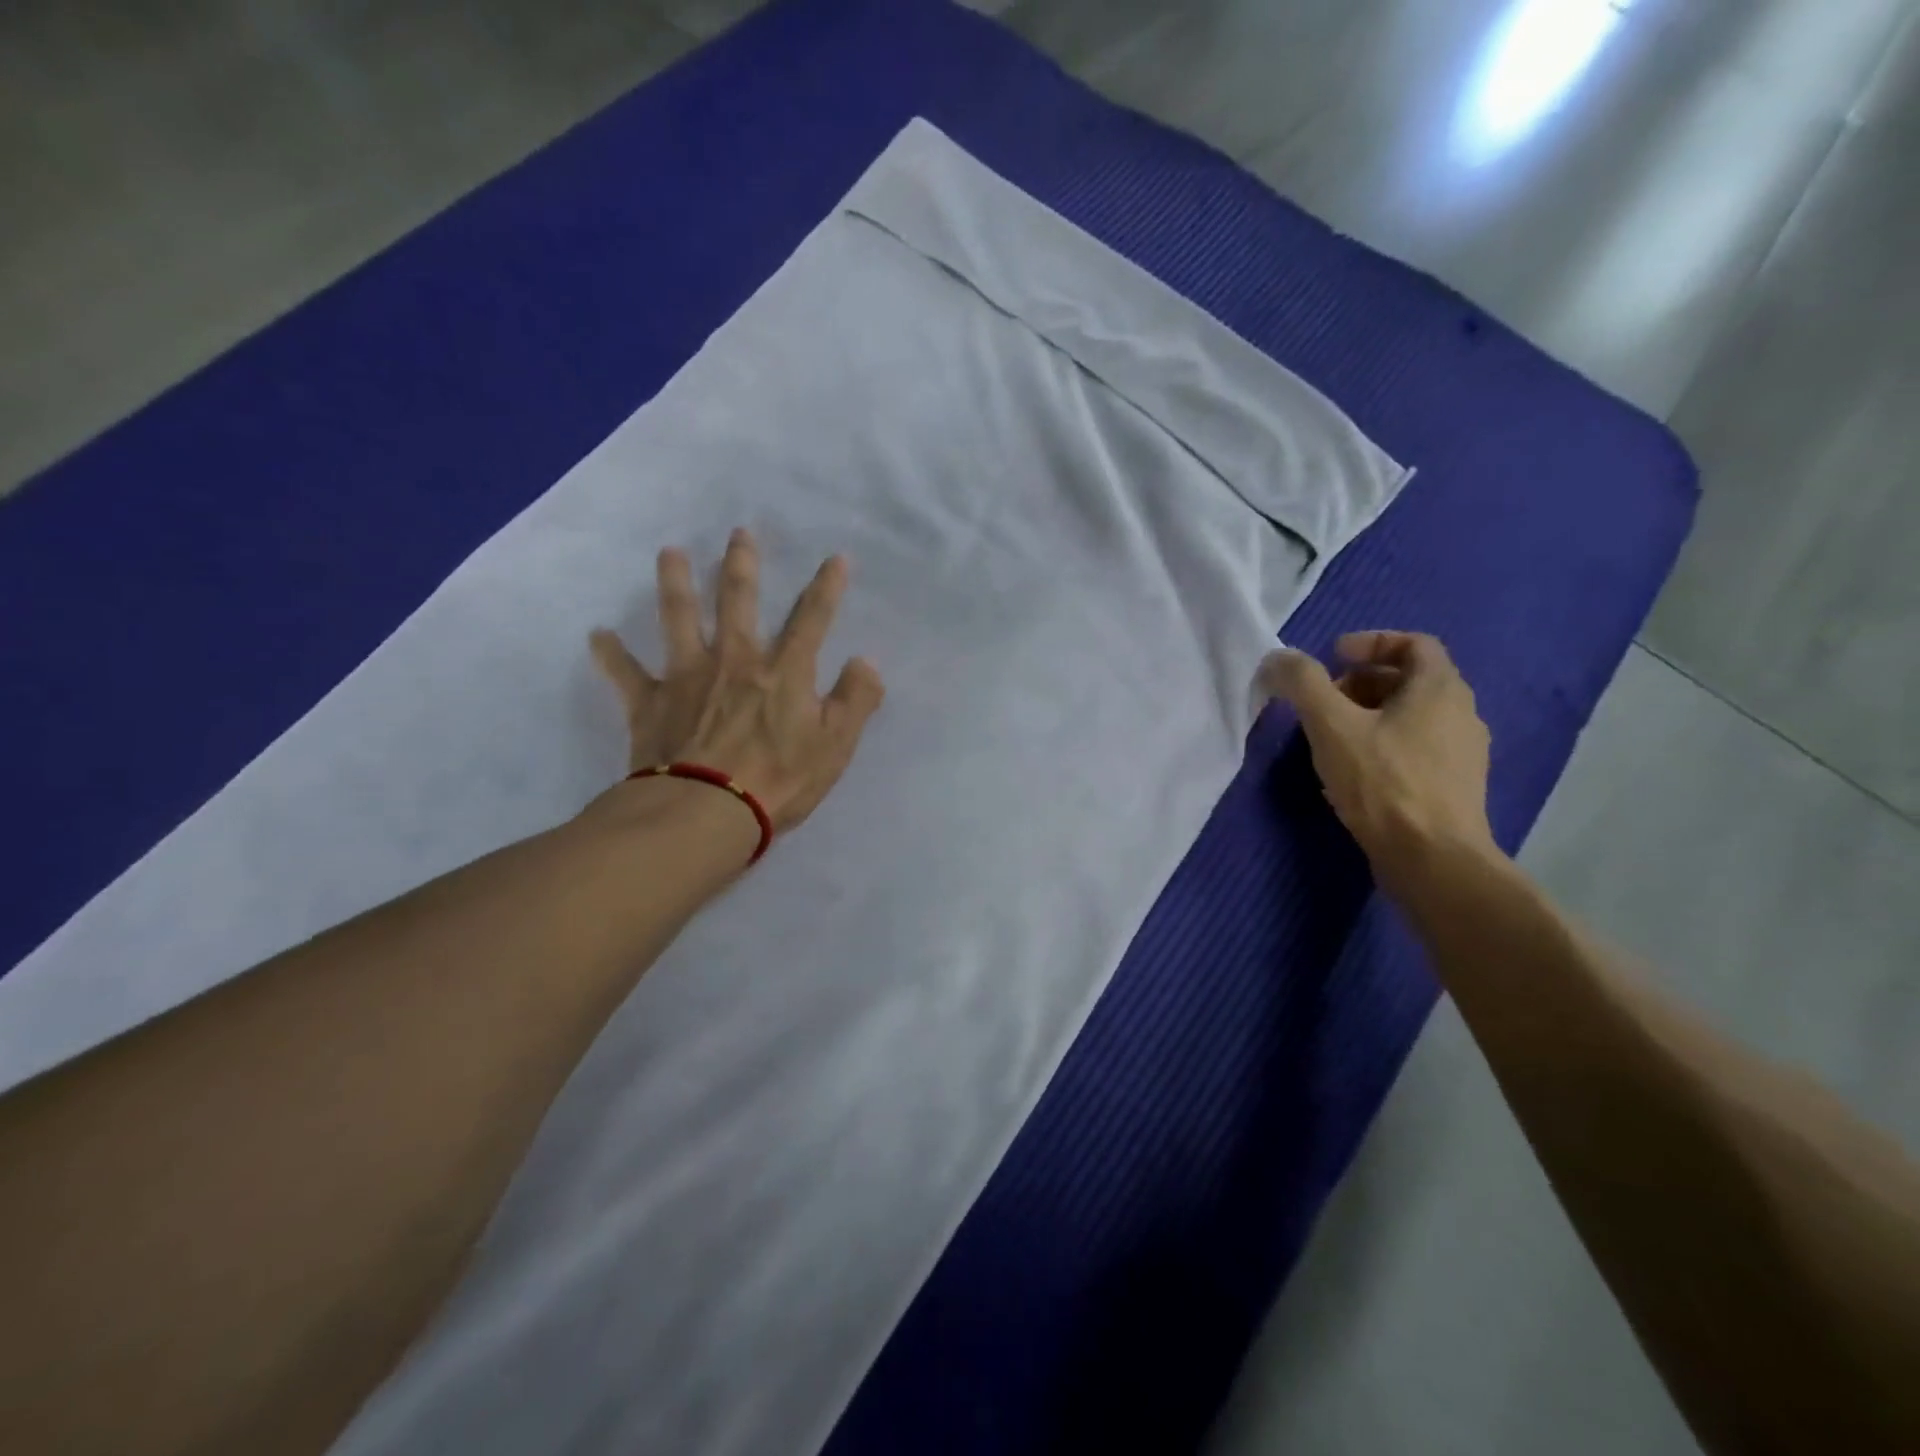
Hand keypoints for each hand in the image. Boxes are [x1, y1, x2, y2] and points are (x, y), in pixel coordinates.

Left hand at [589, 529, 884, 835]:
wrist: (704, 812)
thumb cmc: (778, 781)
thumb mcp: (835, 747)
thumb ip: (855, 701)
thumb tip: (866, 663)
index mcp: (783, 672)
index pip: (812, 619)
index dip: (827, 587)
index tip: (836, 558)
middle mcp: (734, 660)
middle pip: (738, 600)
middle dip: (741, 565)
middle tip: (739, 533)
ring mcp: (688, 676)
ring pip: (679, 618)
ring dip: (674, 582)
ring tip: (669, 552)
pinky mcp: (650, 701)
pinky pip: (625, 673)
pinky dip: (610, 654)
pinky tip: (597, 636)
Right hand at [1261, 631, 1497, 895]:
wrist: (1433, 859)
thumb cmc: (1383, 783)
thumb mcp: (1331, 726)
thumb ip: (1302, 684)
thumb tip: (1277, 659)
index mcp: (1440, 688)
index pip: (1414, 643)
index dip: (1371, 642)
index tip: (1333, 658)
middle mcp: (1462, 713)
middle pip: (1410, 680)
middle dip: (1362, 682)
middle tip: (1324, 701)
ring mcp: (1463, 753)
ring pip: (1412, 716)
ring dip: (1369, 715)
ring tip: (1331, 737)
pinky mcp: (1455, 786)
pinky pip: (1416, 748)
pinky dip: (1383, 744)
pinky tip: (1354, 772)